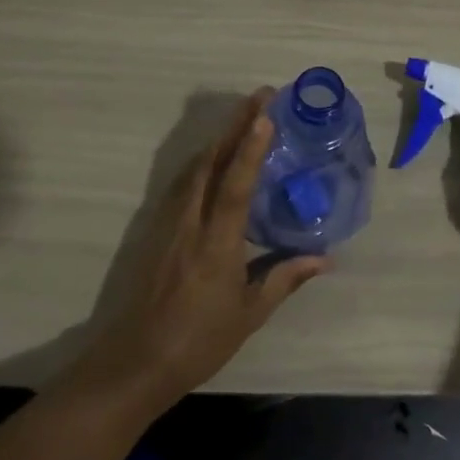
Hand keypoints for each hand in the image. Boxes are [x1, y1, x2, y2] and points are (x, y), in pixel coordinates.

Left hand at [70, 90, 327, 414]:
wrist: (134, 361)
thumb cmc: (198, 341)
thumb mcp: (249, 315)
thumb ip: (285, 278)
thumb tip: (325, 258)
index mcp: (217, 243)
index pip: (235, 184)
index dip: (250, 147)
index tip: (265, 113)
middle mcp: (190, 223)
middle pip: (210, 161)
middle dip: (235, 124)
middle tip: (260, 97)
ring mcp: (168, 223)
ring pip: (193, 167)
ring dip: (218, 137)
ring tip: (242, 117)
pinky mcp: (155, 230)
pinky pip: (182, 183)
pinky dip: (201, 160)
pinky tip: (212, 159)